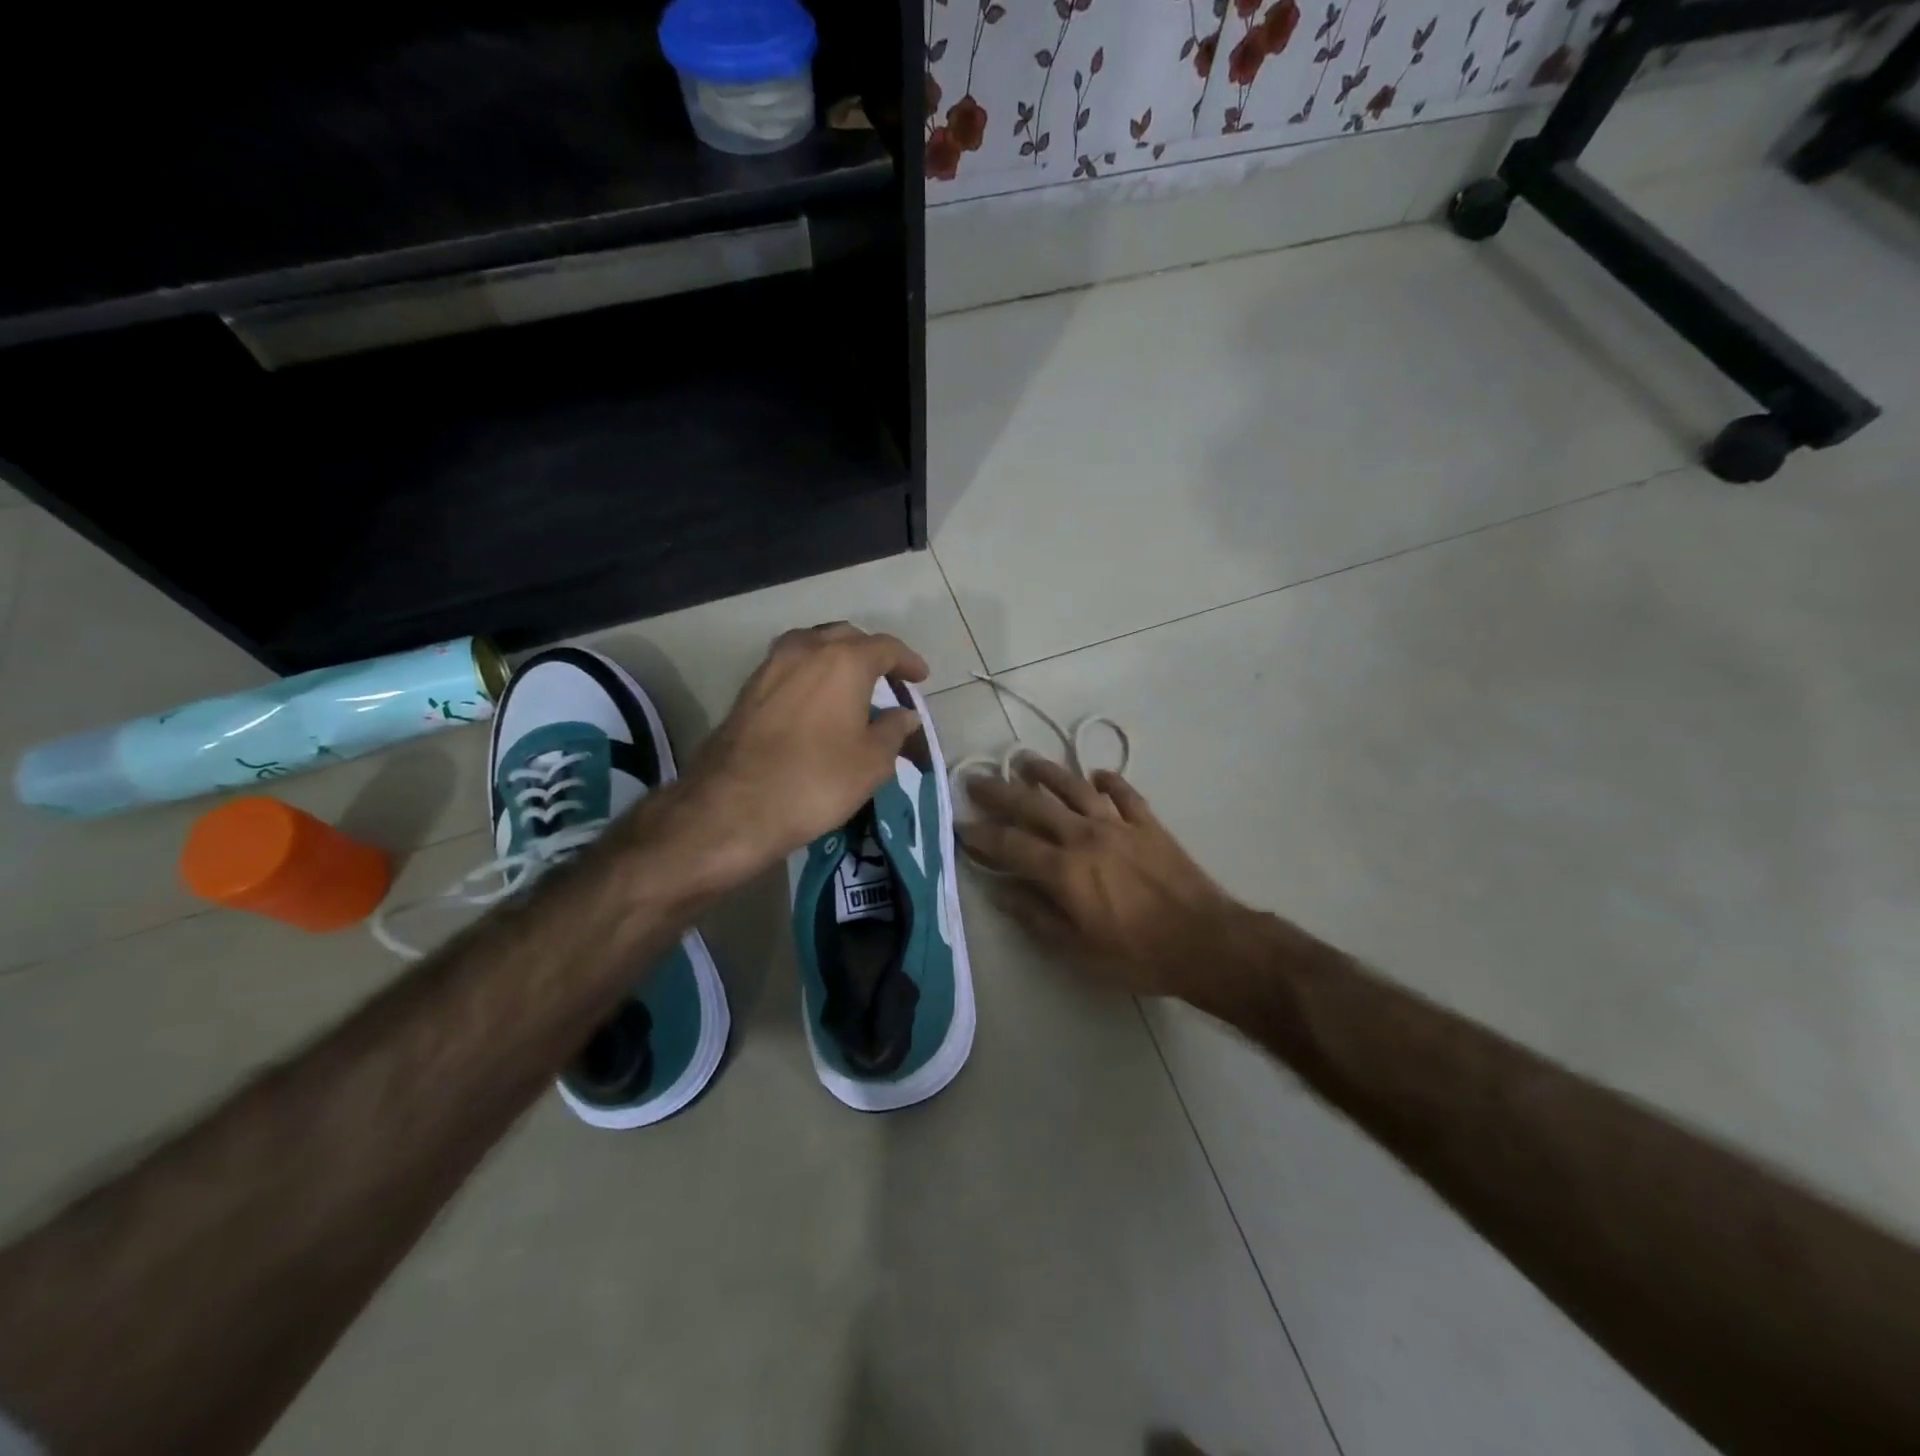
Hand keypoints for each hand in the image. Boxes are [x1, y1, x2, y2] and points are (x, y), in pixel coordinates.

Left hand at [676, 623, 928, 884]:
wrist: (733, 806)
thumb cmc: (816, 780)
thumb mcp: (871, 763)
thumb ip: (892, 731)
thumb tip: (904, 715)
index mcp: (844, 661)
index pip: (885, 647)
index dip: (907, 661)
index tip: (920, 677)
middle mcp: (806, 650)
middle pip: (846, 637)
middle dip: (870, 652)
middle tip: (887, 677)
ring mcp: (771, 666)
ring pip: (812, 646)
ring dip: (835, 658)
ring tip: (850, 684)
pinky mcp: (747, 689)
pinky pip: (789, 667)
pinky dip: (809, 674)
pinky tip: (815, 700)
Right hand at [958, 756, 1245, 998]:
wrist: (1204, 940)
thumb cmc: (1136, 954)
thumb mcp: (1077, 949)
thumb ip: (1036, 917)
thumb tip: (1001, 892)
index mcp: (1063, 870)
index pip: (1009, 844)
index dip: (980, 834)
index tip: (959, 824)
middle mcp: (1084, 836)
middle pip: (1033, 805)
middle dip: (1000, 791)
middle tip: (976, 779)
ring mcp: (1118, 824)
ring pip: (1074, 787)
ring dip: (1046, 772)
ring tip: (1024, 760)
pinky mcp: (1148, 823)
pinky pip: (1123, 793)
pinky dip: (1108, 781)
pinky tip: (1096, 775)